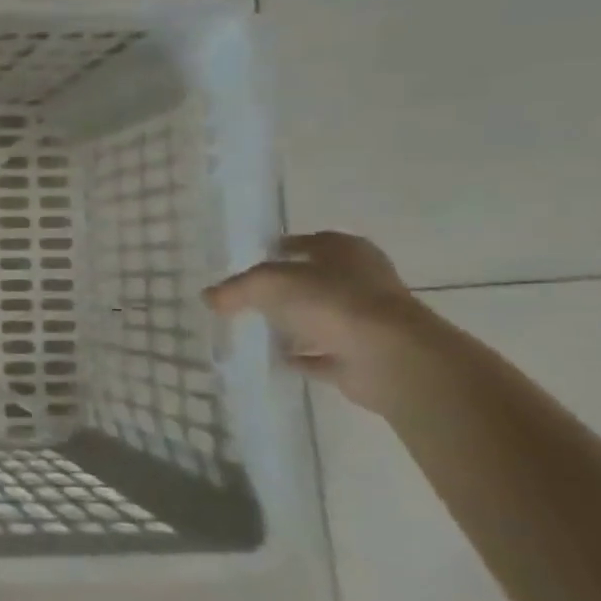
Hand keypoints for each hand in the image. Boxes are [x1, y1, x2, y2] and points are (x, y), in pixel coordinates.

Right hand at [203, 231, 441, 413]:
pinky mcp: (364, 356)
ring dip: (294, 323)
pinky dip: (303, 355)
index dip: (281, 248)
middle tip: (247, 295)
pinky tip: (276, 357)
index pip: (310, 242)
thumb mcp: (269, 283)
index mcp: (347, 251)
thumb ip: (236, 288)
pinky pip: (324, 353)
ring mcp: (367, 320)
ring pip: (321, 316)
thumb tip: (209, 297)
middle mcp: (362, 281)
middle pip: (315, 280)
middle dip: (285, 288)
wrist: (390, 358)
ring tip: (254, 327)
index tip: (251, 259)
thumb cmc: (332, 303)